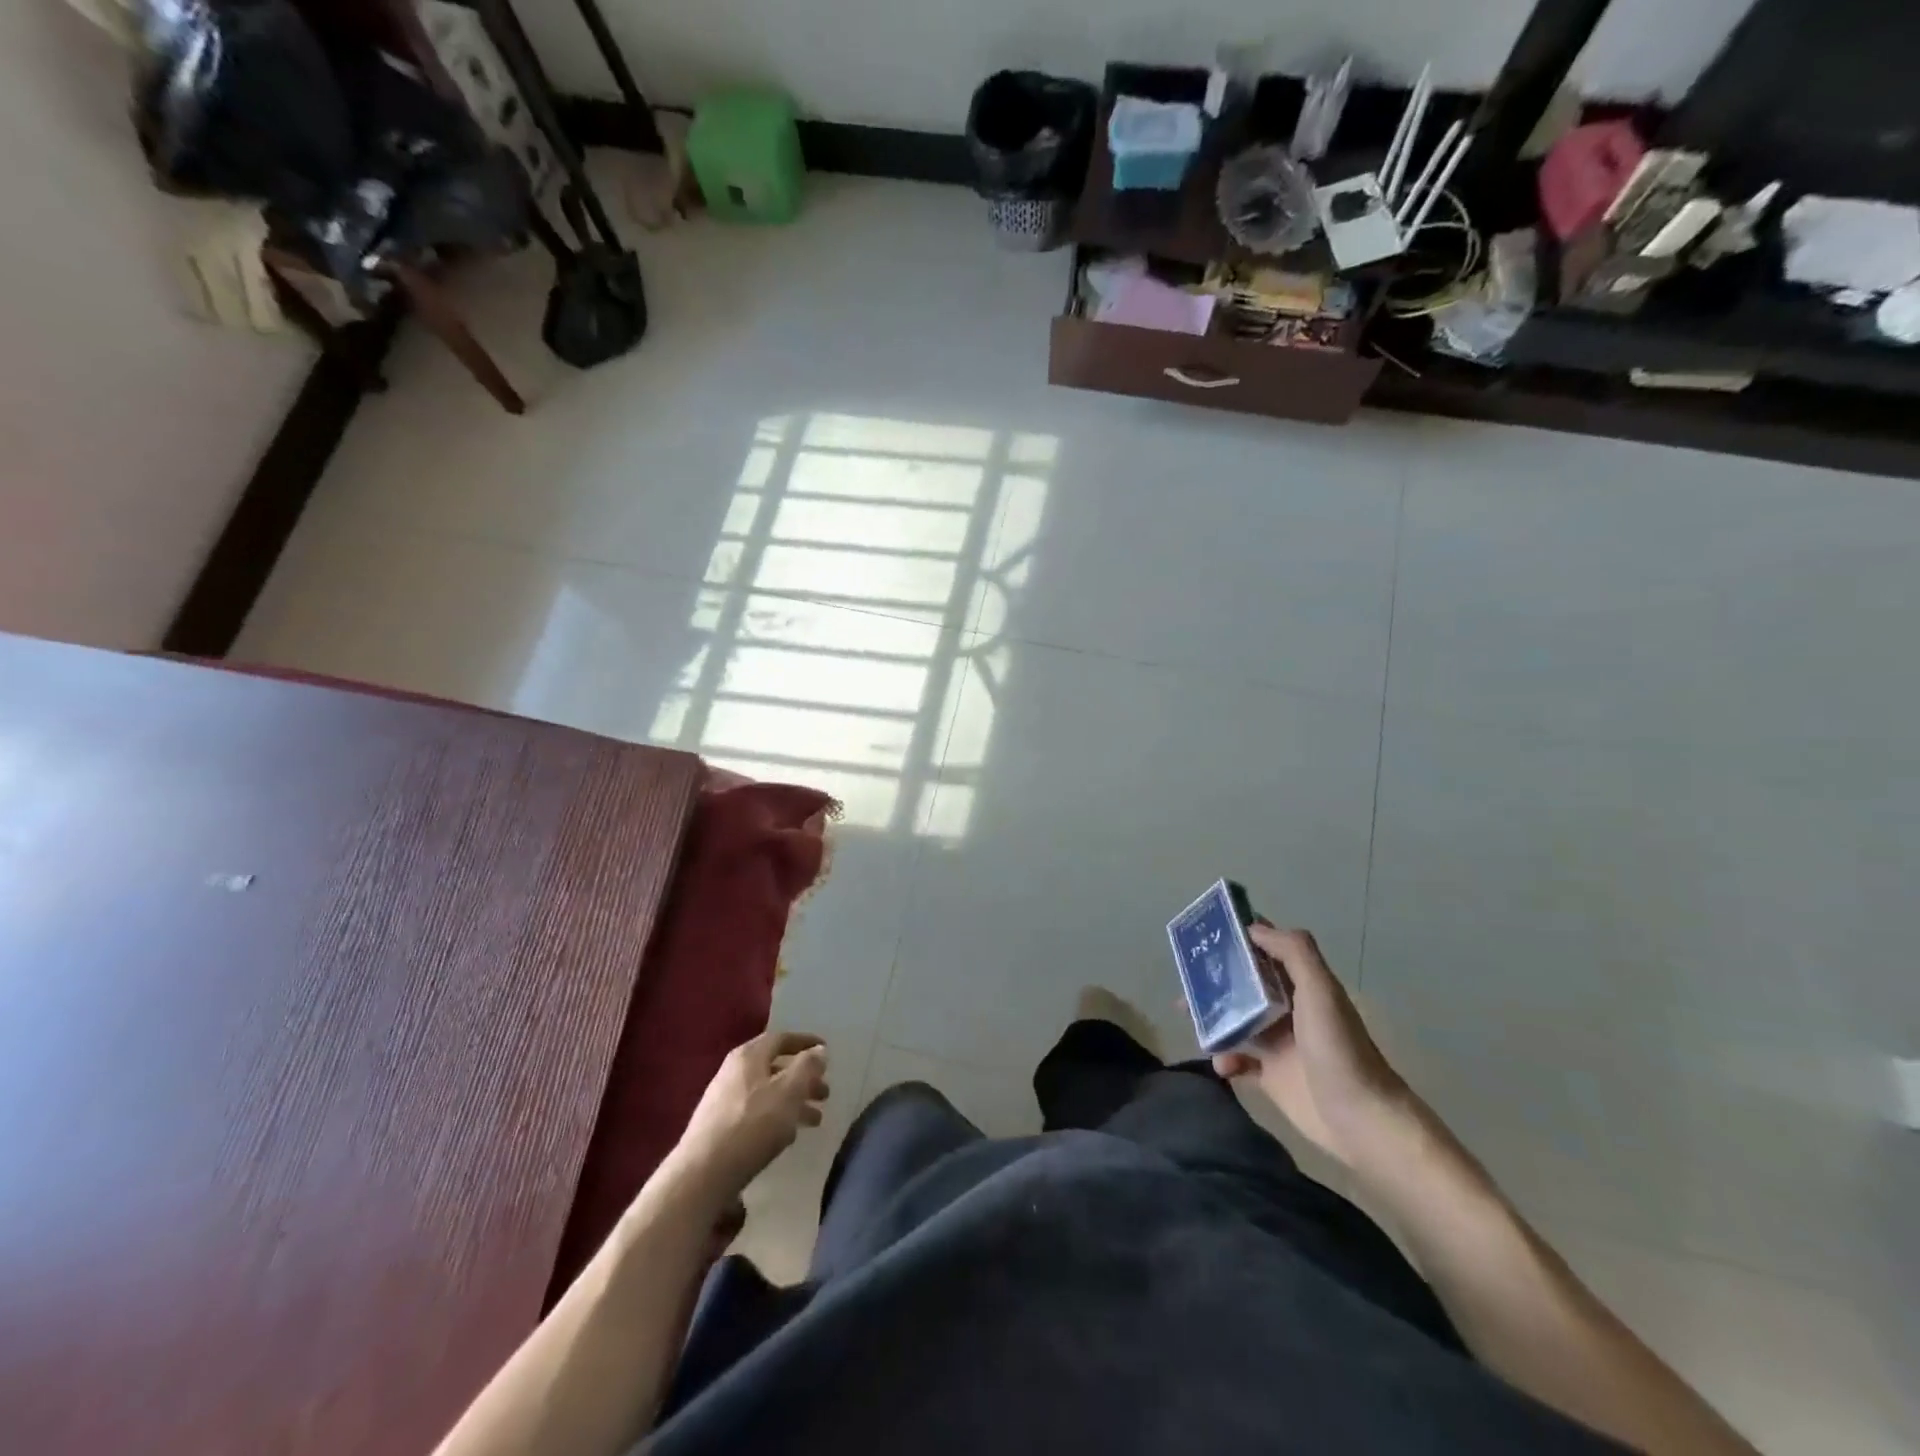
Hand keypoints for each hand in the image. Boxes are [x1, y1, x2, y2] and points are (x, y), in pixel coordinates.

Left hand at [671, 1031, 829, 1200]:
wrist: (702, 1174)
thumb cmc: (752, 1125)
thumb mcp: (789, 1092)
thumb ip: (807, 1067)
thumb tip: (818, 1050)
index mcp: (749, 1056)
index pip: (781, 1038)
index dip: (806, 1043)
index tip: (826, 1051)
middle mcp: (733, 1071)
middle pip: (775, 1067)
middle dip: (803, 1078)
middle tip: (825, 1094)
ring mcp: (723, 1099)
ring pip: (767, 1092)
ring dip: (793, 1101)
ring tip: (815, 1121)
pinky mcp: (718, 1126)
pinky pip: (756, 1112)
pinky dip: (776, 1116)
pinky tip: (787, 1135)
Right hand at [1213, 926, 1413, 1167]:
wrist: (1360, 1120)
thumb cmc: (1338, 1048)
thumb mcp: (1320, 990)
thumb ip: (1293, 952)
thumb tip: (1253, 927)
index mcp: (1301, 985)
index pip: (1267, 950)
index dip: (1240, 938)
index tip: (1207, 932)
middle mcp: (1288, 1009)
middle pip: (1244, 985)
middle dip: (1215, 979)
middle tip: (1187, 977)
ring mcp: (1278, 1043)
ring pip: (1234, 1020)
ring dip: (1211, 1017)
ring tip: (1189, 1017)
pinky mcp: (1270, 1076)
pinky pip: (1237, 1060)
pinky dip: (1224, 1059)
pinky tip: (1222, 1064)